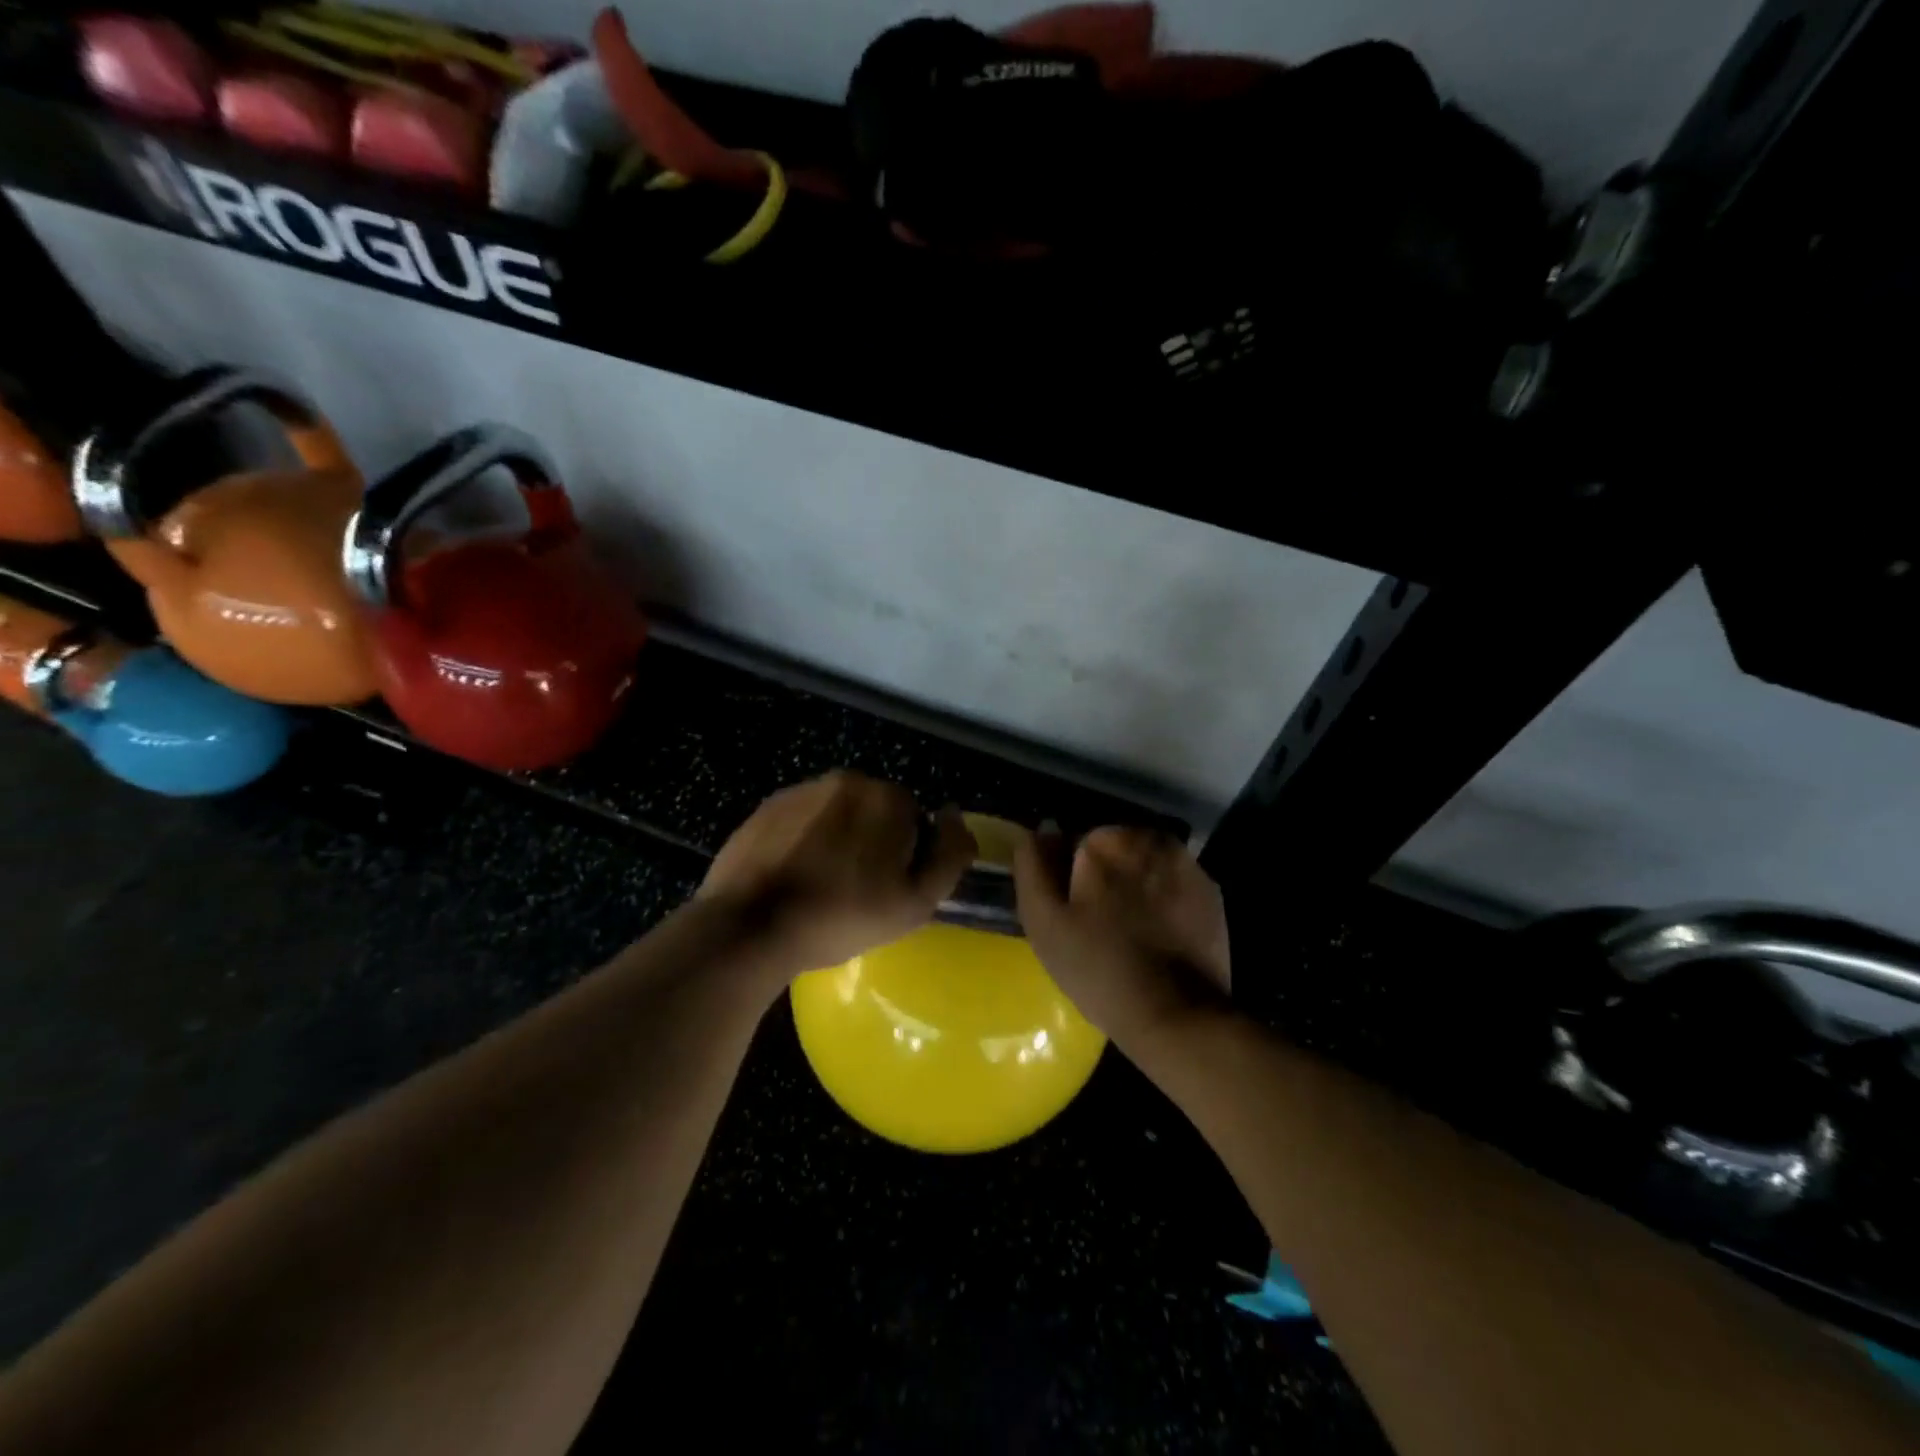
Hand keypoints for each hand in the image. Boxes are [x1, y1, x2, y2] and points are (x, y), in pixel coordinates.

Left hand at [700, 771, 975, 974]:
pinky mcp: (766, 807)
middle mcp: (846, 779)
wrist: (750, 927)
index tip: (888, 891)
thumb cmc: (841, 916)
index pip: (915, 821)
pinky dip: (805, 842)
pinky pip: (802, 821)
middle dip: (873, 844)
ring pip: (837, 815)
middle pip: (875, 813)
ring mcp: (801, 790)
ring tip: (822, 887)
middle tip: (857, 892)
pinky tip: (794, 877)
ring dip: (838, 841)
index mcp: (887, 797)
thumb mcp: (916, 902)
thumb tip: (954, 816)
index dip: (908, 858)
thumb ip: (950, 855)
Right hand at [1013, 826, 1230, 1047]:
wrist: (1178, 1016)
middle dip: (1103, 878)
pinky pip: (1171, 884)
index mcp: (1107, 840)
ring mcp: (1187, 863)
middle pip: (1112, 850)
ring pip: (1143, 865)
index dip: (1066, 878)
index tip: (1070, 914)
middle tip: (1097, 927)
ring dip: (1133, 887)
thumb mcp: (1044, 922)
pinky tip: (1155, 937)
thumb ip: (1032, 867)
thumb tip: (1037, 832)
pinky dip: (1161, 901)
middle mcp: (1151, 838)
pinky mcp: (1210, 892)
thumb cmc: (1100, 968)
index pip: (1073, 843)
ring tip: (1127, 934)